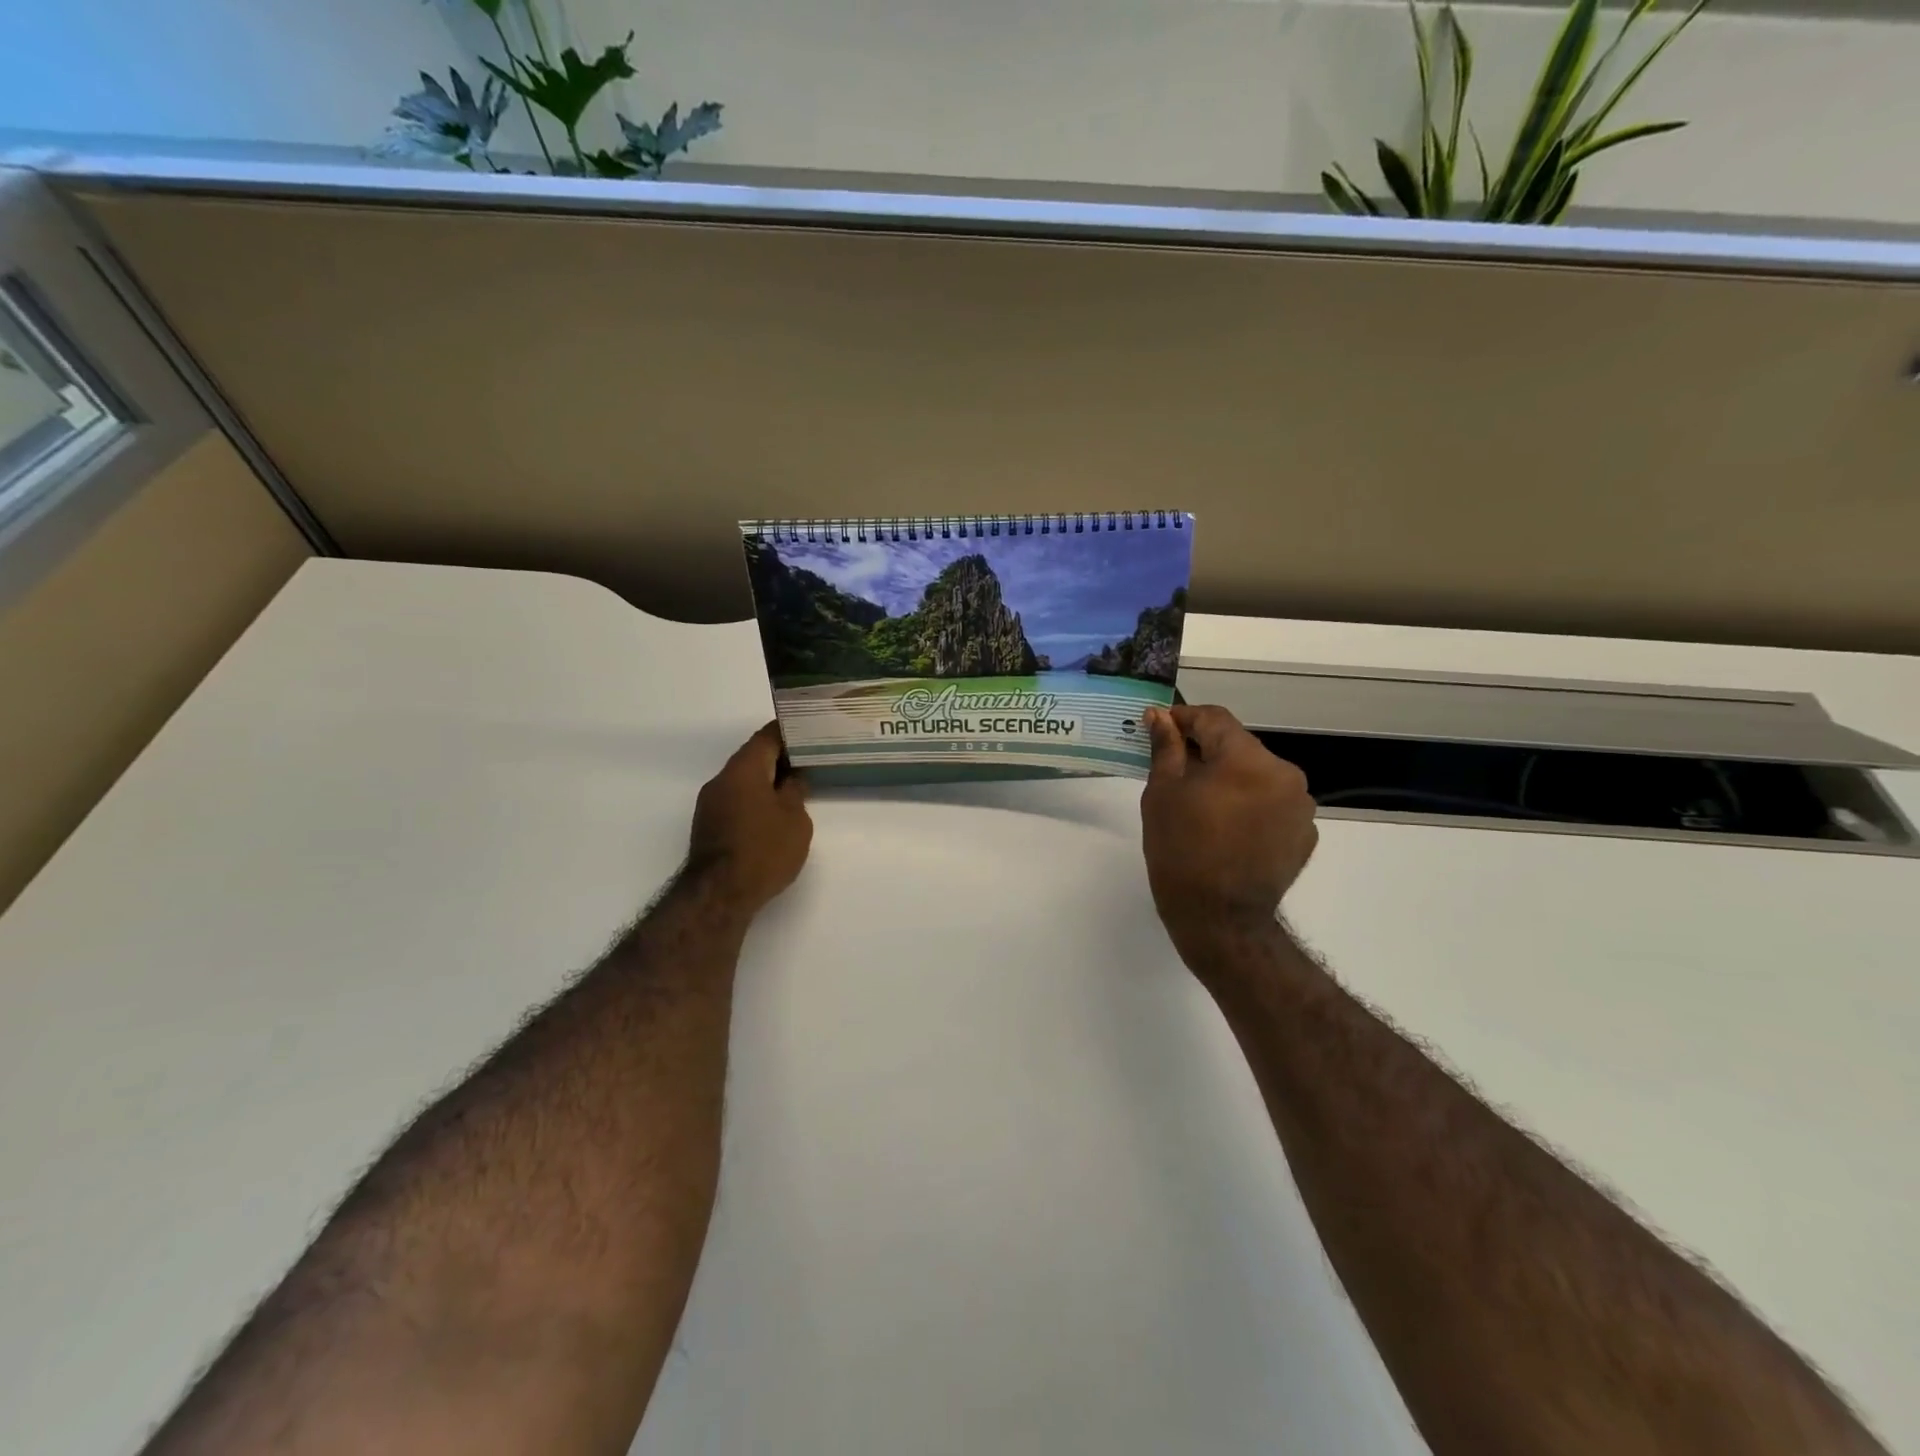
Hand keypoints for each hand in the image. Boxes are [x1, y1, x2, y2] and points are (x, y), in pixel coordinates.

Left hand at [688, 722, 812, 915]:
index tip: (809, 731)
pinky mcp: (708, 825)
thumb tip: (793, 779)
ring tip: (795, 788)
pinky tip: (773, 813)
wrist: (719, 894)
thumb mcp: (795, 819)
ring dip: (766, 780)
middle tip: (808, 761)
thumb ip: (795, 792)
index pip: (766, 736)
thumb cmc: (764, 849)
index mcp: (744, 769)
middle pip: (753, 757)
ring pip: (743, 780)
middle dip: (779, 757)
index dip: (789, 731)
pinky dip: (755, 799)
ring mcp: (710, 803)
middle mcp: (722, 779)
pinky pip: (736, 800)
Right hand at [1141, 704, 1316, 957]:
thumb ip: (1166, 748)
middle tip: (1175, 771)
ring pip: (1257, 775)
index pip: (1214, 719)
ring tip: (1203, 805)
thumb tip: (1160, 717)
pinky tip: (1228, 829)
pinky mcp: (1305, 834)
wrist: (1220, 920)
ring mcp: (1300, 806)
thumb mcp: (1162, 794)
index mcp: (1247, 759)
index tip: (1161, 727)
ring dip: (1231, 779)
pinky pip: (1273, 804)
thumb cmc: (1181, 851)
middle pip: (1239, 746)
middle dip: (1207, 752)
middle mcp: (1284, 774)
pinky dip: (1250, 805)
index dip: (1184, 718)